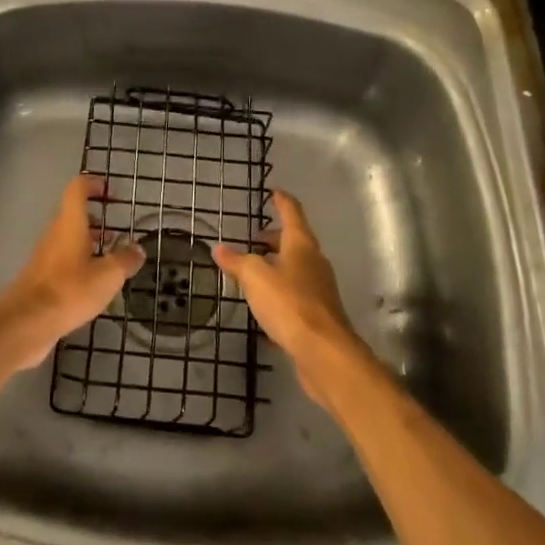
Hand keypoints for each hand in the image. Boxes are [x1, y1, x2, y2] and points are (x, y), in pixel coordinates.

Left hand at [0, 175, 144, 371]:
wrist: (25, 323)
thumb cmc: (69, 290)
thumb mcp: (107, 275)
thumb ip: (125, 260)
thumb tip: (138, 249)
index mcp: (70, 223)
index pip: (77, 188)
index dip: (93, 184)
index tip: (110, 192)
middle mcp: (55, 233)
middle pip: (73, 214)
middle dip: (95, 219)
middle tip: (116, 230)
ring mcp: (45, 255)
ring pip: (68, 239)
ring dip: (88, 242)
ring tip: (110, 257)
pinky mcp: (41, 277)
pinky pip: (63, 260)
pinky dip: (79, 263)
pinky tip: (93, 284)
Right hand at [213, 189, 369, 408]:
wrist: (324, 353)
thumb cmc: (290, 303)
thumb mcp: (255, 277)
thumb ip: (237, 262)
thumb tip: (220, 248)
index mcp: (301, 244)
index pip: (292, 212)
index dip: (281, 200)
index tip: (273, 191)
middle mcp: (313, 262)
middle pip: (294, 241)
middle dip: (274, 238)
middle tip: (253, 239)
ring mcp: (318, 289)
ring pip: (295, 269)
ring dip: (276, 266)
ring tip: (253, 272)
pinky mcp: (317, 315)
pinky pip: (295, 295)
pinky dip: (279, 294)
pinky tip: (264, 307)